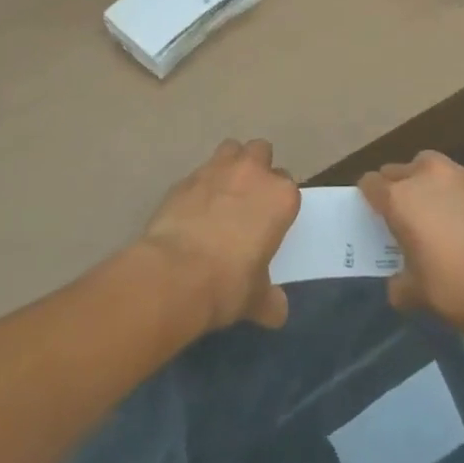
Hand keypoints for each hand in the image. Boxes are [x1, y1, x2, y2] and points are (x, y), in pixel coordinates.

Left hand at [139, 139, 299, 333]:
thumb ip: (269, 300)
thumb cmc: (228, 284)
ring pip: (230, 149)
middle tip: (248, 198)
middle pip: (261, 151)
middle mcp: (252, 172)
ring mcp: (216, 170)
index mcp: (280, 196)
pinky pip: (198, 174)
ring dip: (230, 165)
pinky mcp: (185, 178)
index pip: (288, 186)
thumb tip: (277, 312)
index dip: (278, 201)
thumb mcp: (255, 299)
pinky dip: (199, 187)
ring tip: (221, 194)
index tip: (270, 220)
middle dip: (257, 168)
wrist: (175, 275)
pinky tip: (192, 212)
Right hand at [358, 151, 463, 343]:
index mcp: (400, 198)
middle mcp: (426, 176)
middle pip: (398, 170)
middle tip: (403, 216)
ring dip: (426, 183)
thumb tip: (399, 281)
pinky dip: (456, 193)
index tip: (374, 215)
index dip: (368, 198)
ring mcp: (460, 175)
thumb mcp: (416, 294)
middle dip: (395, 188)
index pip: (370, 183)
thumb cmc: (456, 288)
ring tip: (436, 211)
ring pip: (431, 167)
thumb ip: (399, 282)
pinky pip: (461, 181)